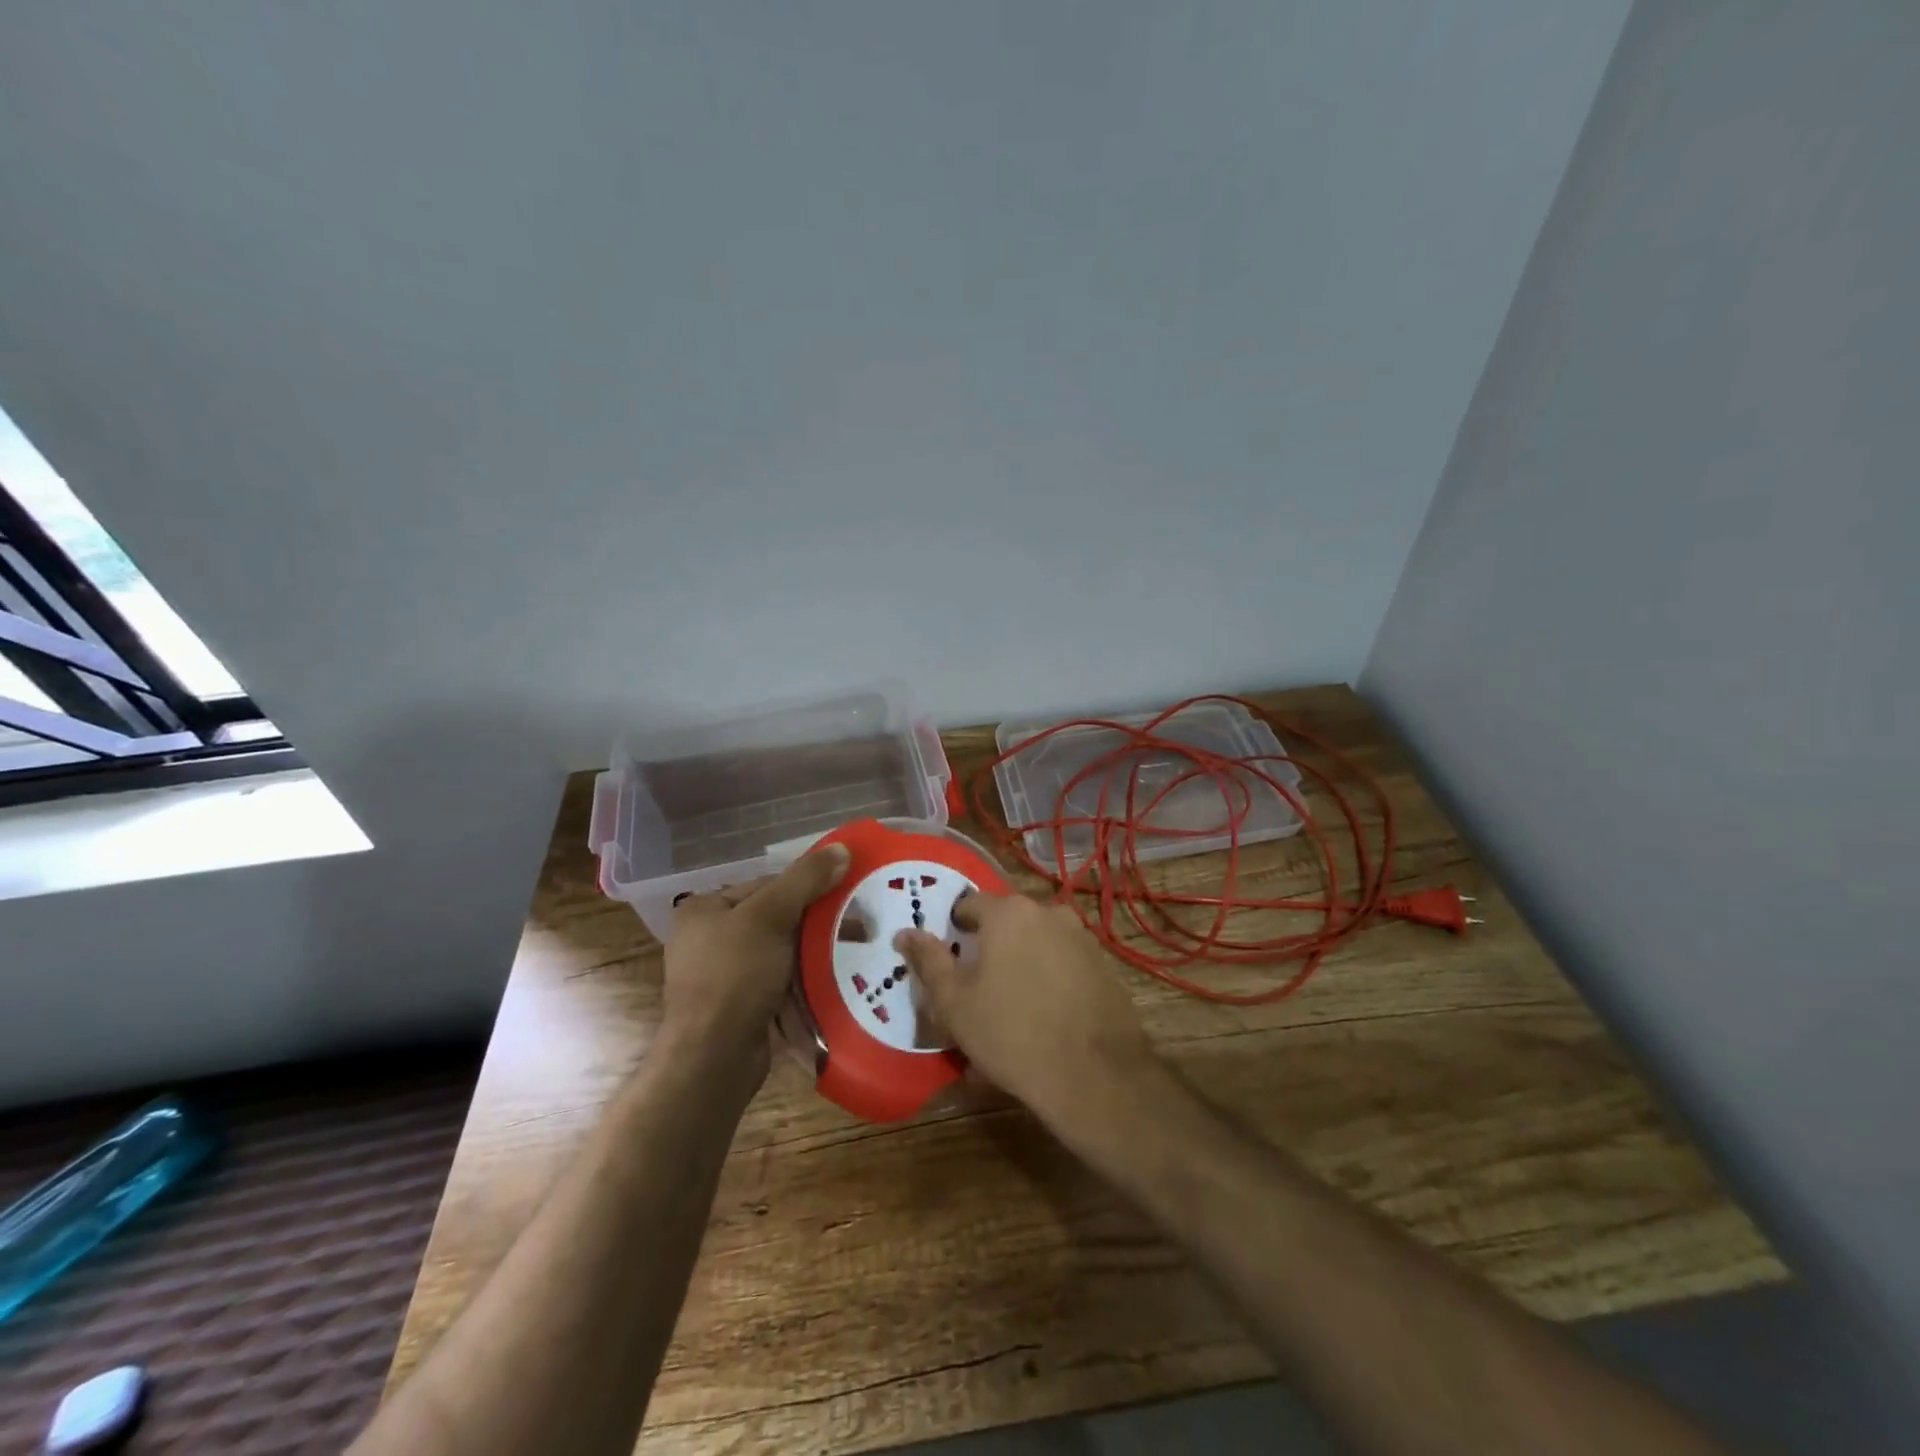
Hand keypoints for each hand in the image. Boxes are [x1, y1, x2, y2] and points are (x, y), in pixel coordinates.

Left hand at [662, 844, 849, 1081]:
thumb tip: (843, 847)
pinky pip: (778, 982)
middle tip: (858, 927)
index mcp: (705, 909)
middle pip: (775, 918)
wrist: (713, 1058)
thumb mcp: (771, 916)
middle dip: (816, 924)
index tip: (846, 896)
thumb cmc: (735, 975)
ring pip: (780, 952)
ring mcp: (722, 976)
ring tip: (852, 954)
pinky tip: (831, 982)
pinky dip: (803, 981)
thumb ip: (806, 879)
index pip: (767, 885)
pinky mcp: (738, 1006)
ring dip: (813, 953)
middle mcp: (708, 938)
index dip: (808, 887)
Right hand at [894, 893, 1153, 1134]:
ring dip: (1018, 972)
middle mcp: (1048, 913)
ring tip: (1006, 1019)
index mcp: (1009, 913)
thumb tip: (905, 933)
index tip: (948, 960)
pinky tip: (1040, 1026)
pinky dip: (1047, 987)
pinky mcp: (1103, 967)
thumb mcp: (954, 1003)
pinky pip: (1062, 968)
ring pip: (1035, 948)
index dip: (954, 930)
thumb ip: (928, 961)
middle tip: (975, 995)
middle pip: (1006, 926)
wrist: (1094, 1075)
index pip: (970, 904)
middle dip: (988, 954)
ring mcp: (1081, 938)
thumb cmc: (1011, 1033)